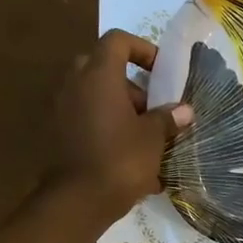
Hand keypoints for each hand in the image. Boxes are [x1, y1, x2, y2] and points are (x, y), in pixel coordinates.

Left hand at [47, 29, 193, 221]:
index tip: (162, 72)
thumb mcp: (153, 139)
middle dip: (132, 86)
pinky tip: (129, 159)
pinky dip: (106, 129)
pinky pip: (86, 120)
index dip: (143, 49)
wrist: (77, 201)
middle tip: (152, 109)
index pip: (118, 41)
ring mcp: (62, 109)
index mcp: (99, 75)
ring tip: (146, 140)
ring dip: (120, 110)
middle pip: (104, 69)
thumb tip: (184, 111)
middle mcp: (75, 85)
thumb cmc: (120, 160)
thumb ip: (168, 119)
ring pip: (95, 96)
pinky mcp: (57, 134)